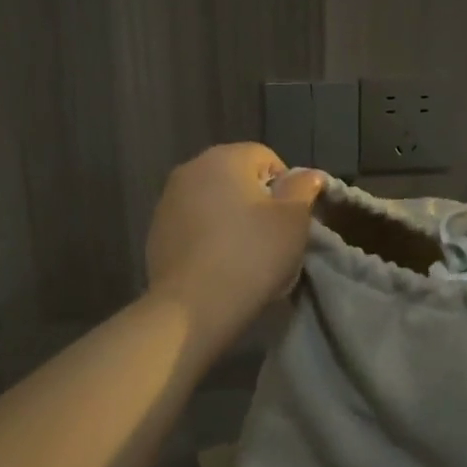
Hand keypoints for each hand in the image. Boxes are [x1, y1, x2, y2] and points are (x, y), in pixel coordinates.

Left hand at [145, 144, 324, 336]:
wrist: (193, 308)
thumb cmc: (251, 255)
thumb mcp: (293, 220)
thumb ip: (304, 188)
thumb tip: (309, 174)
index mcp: (224, 157)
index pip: (266, 158)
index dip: (286, 187)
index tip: (289, 220)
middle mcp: (190, 169)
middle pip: (237, 177)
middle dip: (256, 201)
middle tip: (270, 238)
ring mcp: (167, 200)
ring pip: (213, 201)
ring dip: (230, 218)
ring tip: (243, 255)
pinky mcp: (156, 231)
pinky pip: (193, 224)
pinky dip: (208, 236)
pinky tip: (217, 264)